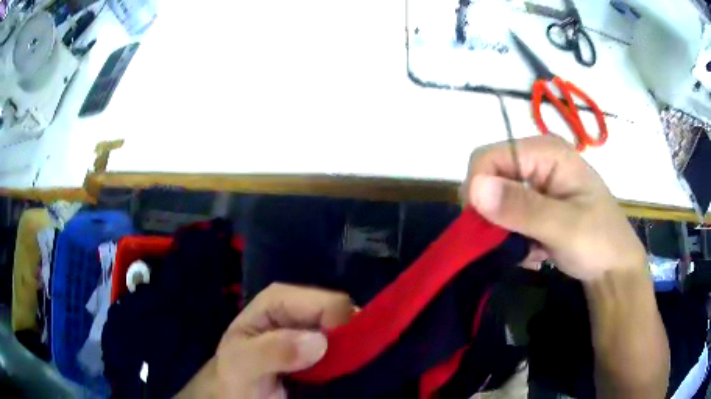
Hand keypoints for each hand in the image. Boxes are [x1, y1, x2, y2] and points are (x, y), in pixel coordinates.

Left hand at [176, 283, 354, 398]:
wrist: (236, 393)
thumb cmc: (235, 375)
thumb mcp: (242, 364)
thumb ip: (270, 351)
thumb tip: (318, 341)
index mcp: (278, 300)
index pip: (326, 302)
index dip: (341, 325)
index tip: (345, 354)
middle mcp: (298, 309)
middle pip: (341, 313)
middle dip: (349, 337)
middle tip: (346, 367)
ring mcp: (310, 328)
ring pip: (347, 329)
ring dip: (350, 350)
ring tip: (344, 371)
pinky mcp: (318, 347)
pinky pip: (345, 346)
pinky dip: (348, 358)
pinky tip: (343, 371)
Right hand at [462, 135, 645, 280]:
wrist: (614, 269)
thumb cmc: (599, 242)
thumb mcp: (564, 227)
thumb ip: (522, 207)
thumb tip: (474, 188)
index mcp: (546, 152)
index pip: (489, 157)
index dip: (478, 189)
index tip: (484, 228)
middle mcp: (537, 160)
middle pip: (490, 179)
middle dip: (493, 216)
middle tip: (511, 244)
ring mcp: (537, 183)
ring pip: (495, 203)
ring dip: (504, 232)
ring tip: (529, 252)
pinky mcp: (536, 204)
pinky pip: (507, 217)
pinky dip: (513, 238)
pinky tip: (534, 252)